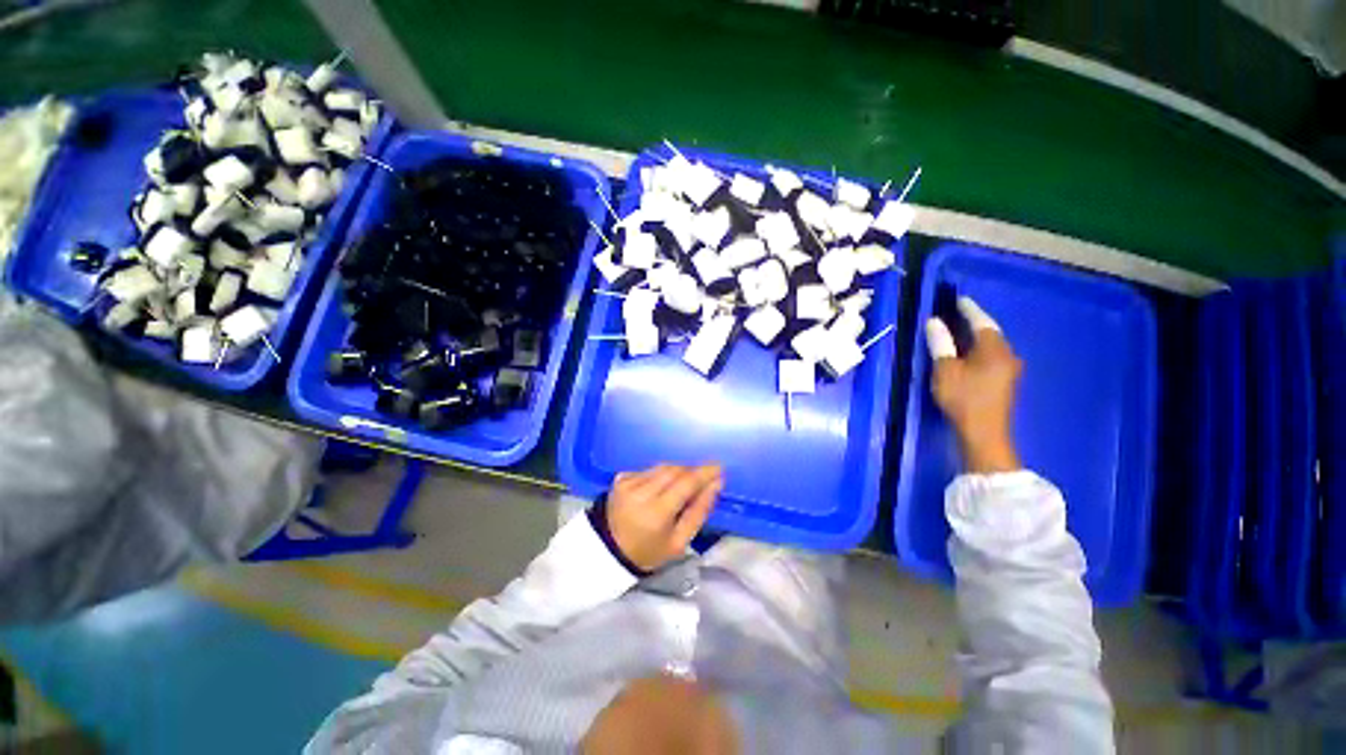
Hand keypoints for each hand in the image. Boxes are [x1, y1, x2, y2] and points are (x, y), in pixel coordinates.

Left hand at [606, 464, 722, 572]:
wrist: (607, 551)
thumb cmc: (648, 551)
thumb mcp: (679, 542)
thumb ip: (699, 512)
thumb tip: (716, 484)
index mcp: (656, 512)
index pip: (686, 482)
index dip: (704, 472)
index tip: (719, 467)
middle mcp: (641, 492)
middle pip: (675, 470)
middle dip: (692, 471)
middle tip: (704, 478)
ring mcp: (628, 482)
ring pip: (662, 467)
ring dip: (677, 471)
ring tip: (684, 484)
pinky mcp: (621, 478)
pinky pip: (650, 470)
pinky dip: (661, 475)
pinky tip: (662, 488)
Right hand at [925, 297, 1022, 473]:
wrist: (984, 432)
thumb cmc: (963, 398)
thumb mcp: (945, 370)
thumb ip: (941, 344)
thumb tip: (934, 322)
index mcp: (994, 349)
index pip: (982, 322)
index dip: (969, 310)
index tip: (959, 299)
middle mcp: (1007, 355)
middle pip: (990, 332)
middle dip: (974, 321)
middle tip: (956, 313)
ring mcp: (1009, 369)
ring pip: (992, 345)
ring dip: (976, 336)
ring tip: (959, 330)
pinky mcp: (1005, 381)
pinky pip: (992, 356)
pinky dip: (979, 349)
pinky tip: (967, 352)